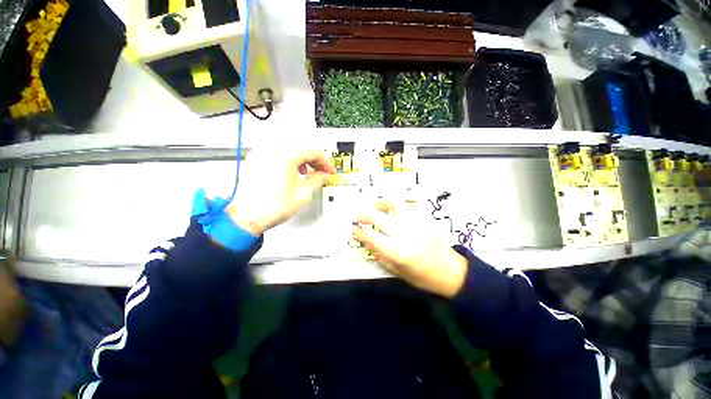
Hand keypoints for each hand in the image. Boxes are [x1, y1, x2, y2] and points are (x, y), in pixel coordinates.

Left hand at [228, 148, 334, 234]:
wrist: (248, 217)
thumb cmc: (271, 207)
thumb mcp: (303, 193)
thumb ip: (318, 180)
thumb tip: (325, 174)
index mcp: (285, 157)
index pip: (312, 152)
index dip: (325, 162)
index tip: (329, 170)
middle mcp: (271, 151)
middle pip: (301, 148)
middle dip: (314, 160)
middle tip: (321, 171)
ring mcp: (261, 154)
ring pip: (289, 149)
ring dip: (302, 159)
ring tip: (307, 172)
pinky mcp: (255, 160)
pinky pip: (276, 153)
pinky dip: (288, 159)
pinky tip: (291, 171)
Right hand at [353, 199, 467, 297]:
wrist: (450, 272)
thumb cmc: (421, 276)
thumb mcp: (396, 270)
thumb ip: (379, 252)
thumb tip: (365, 238)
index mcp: (397, 251)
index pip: (370, 236)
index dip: (358, 231)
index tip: (353, 229)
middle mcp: (405, 233)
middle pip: (377, 216)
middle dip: (363, 214)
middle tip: (358, 216)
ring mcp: (417, 222)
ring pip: (395, 202)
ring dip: (382, 203)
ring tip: (378, 206)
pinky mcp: (427, 217)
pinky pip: (415, 201)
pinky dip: (406, 201)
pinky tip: (400, 205)